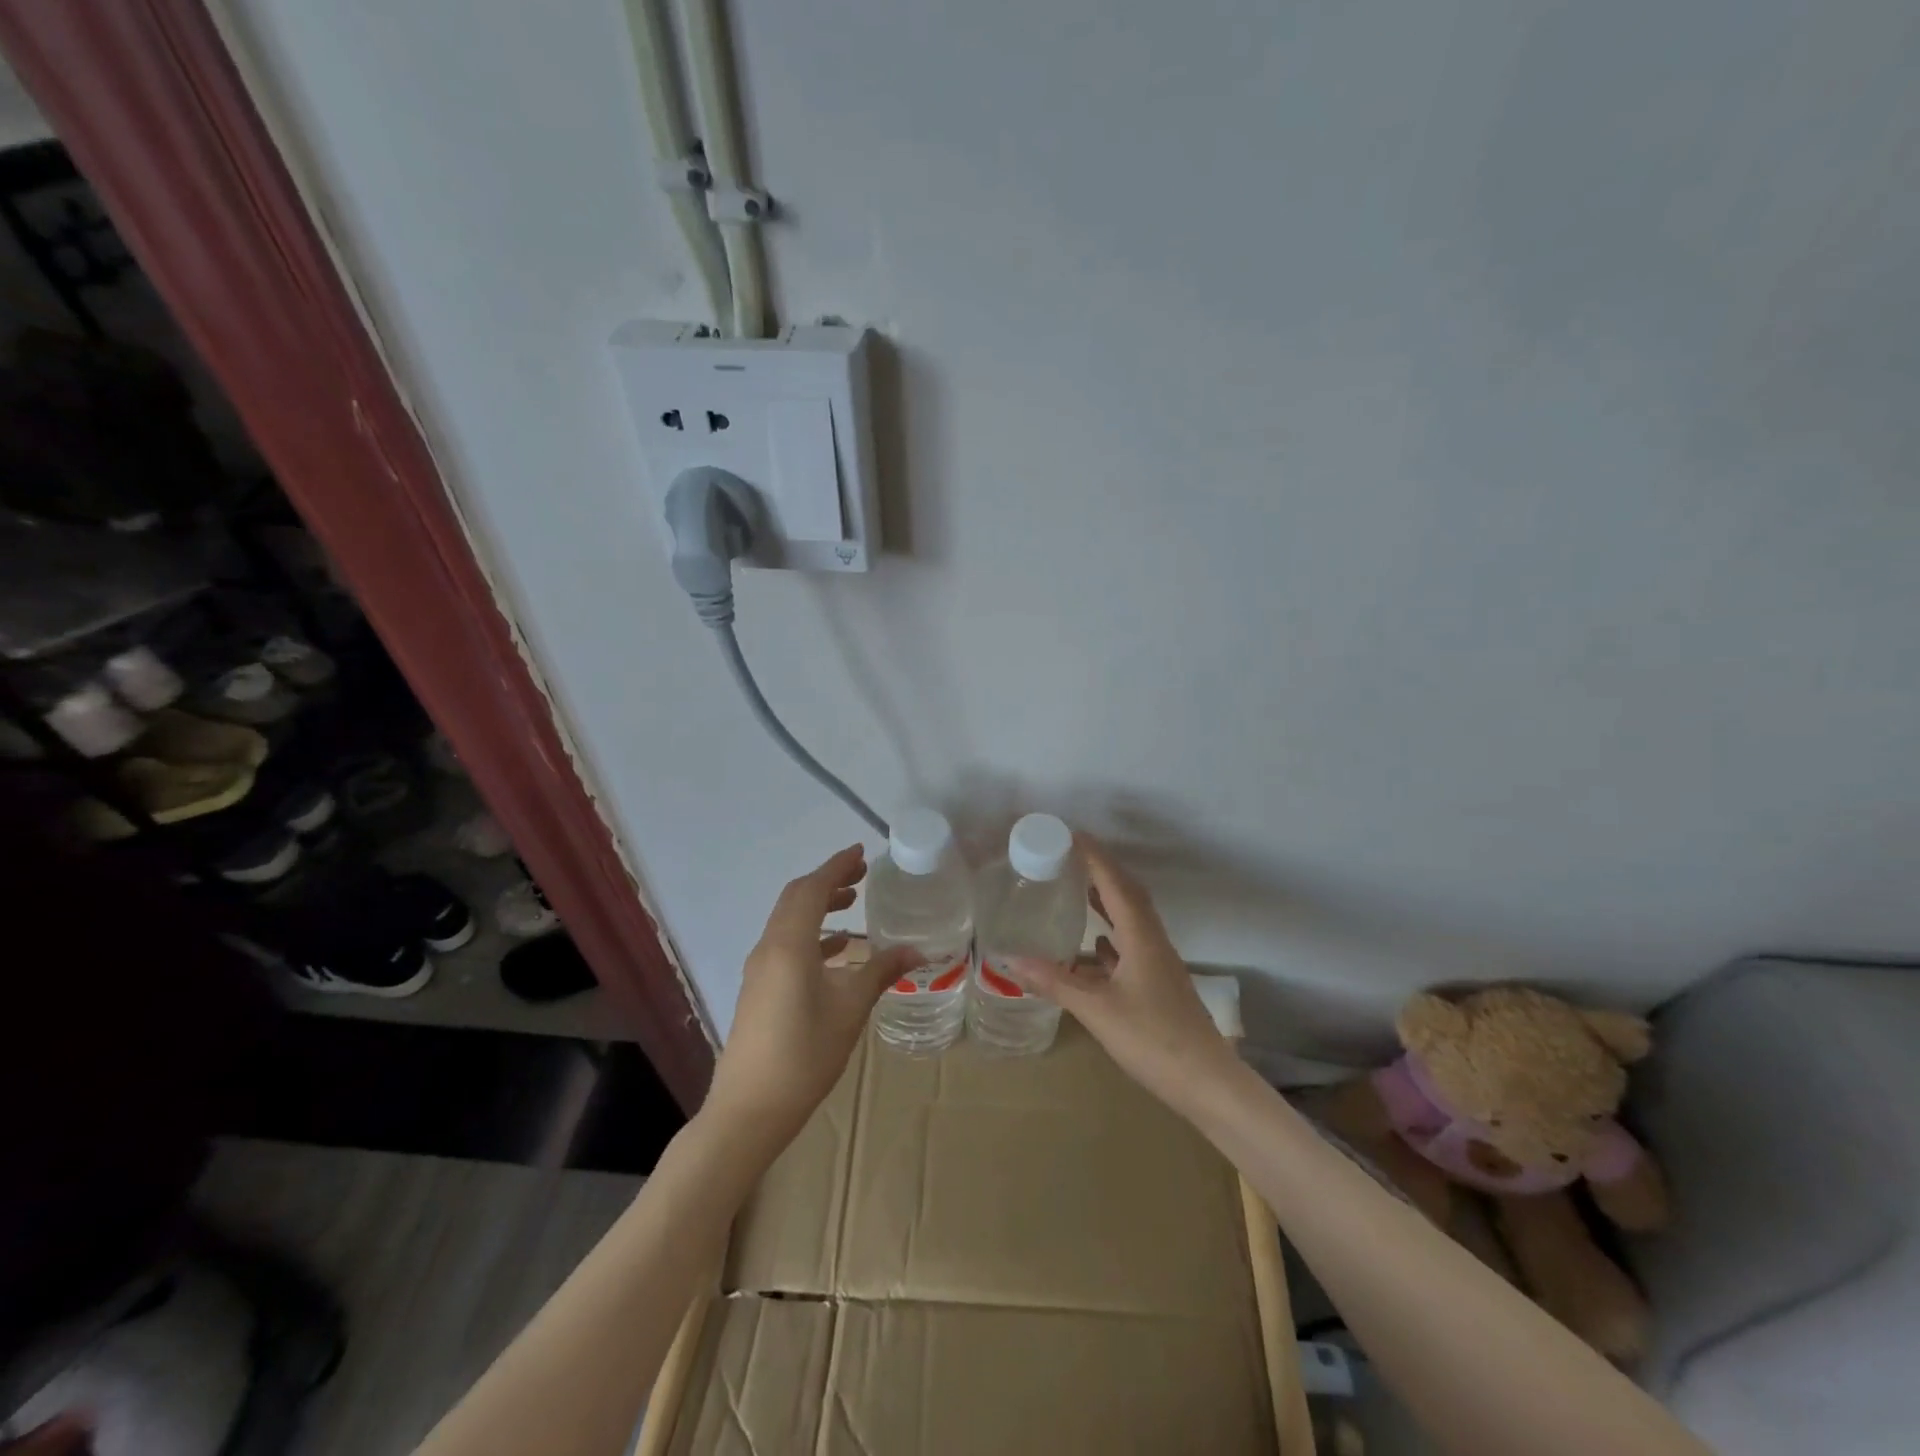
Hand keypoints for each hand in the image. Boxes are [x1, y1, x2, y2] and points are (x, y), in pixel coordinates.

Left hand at [705, 845, 919, 1149]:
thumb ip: (880, 972)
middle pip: (796, 899)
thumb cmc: (804, 1055)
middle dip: (828, 881)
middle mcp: (769, 947)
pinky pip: (786, 943)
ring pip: (789, 920)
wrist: (749, 1110)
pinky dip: (811, 933)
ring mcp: (760, 968)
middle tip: (862, 874)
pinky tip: (837, 949)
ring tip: (852, 903)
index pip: (812, 889)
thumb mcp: (850, 1010)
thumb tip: (917, 950)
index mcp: (789, 944)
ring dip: (818, 906)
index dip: (836, 866)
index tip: (861, 852)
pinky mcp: (759, 988)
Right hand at [1018, 835, 1239, 1114]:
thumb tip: (1010, 959)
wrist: (1206, 1082)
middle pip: (1129, 895)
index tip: (1073, 835)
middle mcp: (1153, 942)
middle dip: (1102, 871)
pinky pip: (1133, 944)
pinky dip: (1113, 934)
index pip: (1116, 884)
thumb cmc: (1153, 1039)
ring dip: (1109, 900)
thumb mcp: (1097, 1009)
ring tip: (1080, 890)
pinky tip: (1096, 946)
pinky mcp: (1160, 984)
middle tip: (1072, 857)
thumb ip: (1054, 982)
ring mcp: (1160, 964)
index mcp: (1141, 937)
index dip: (1095, 857)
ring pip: (1132, 919)